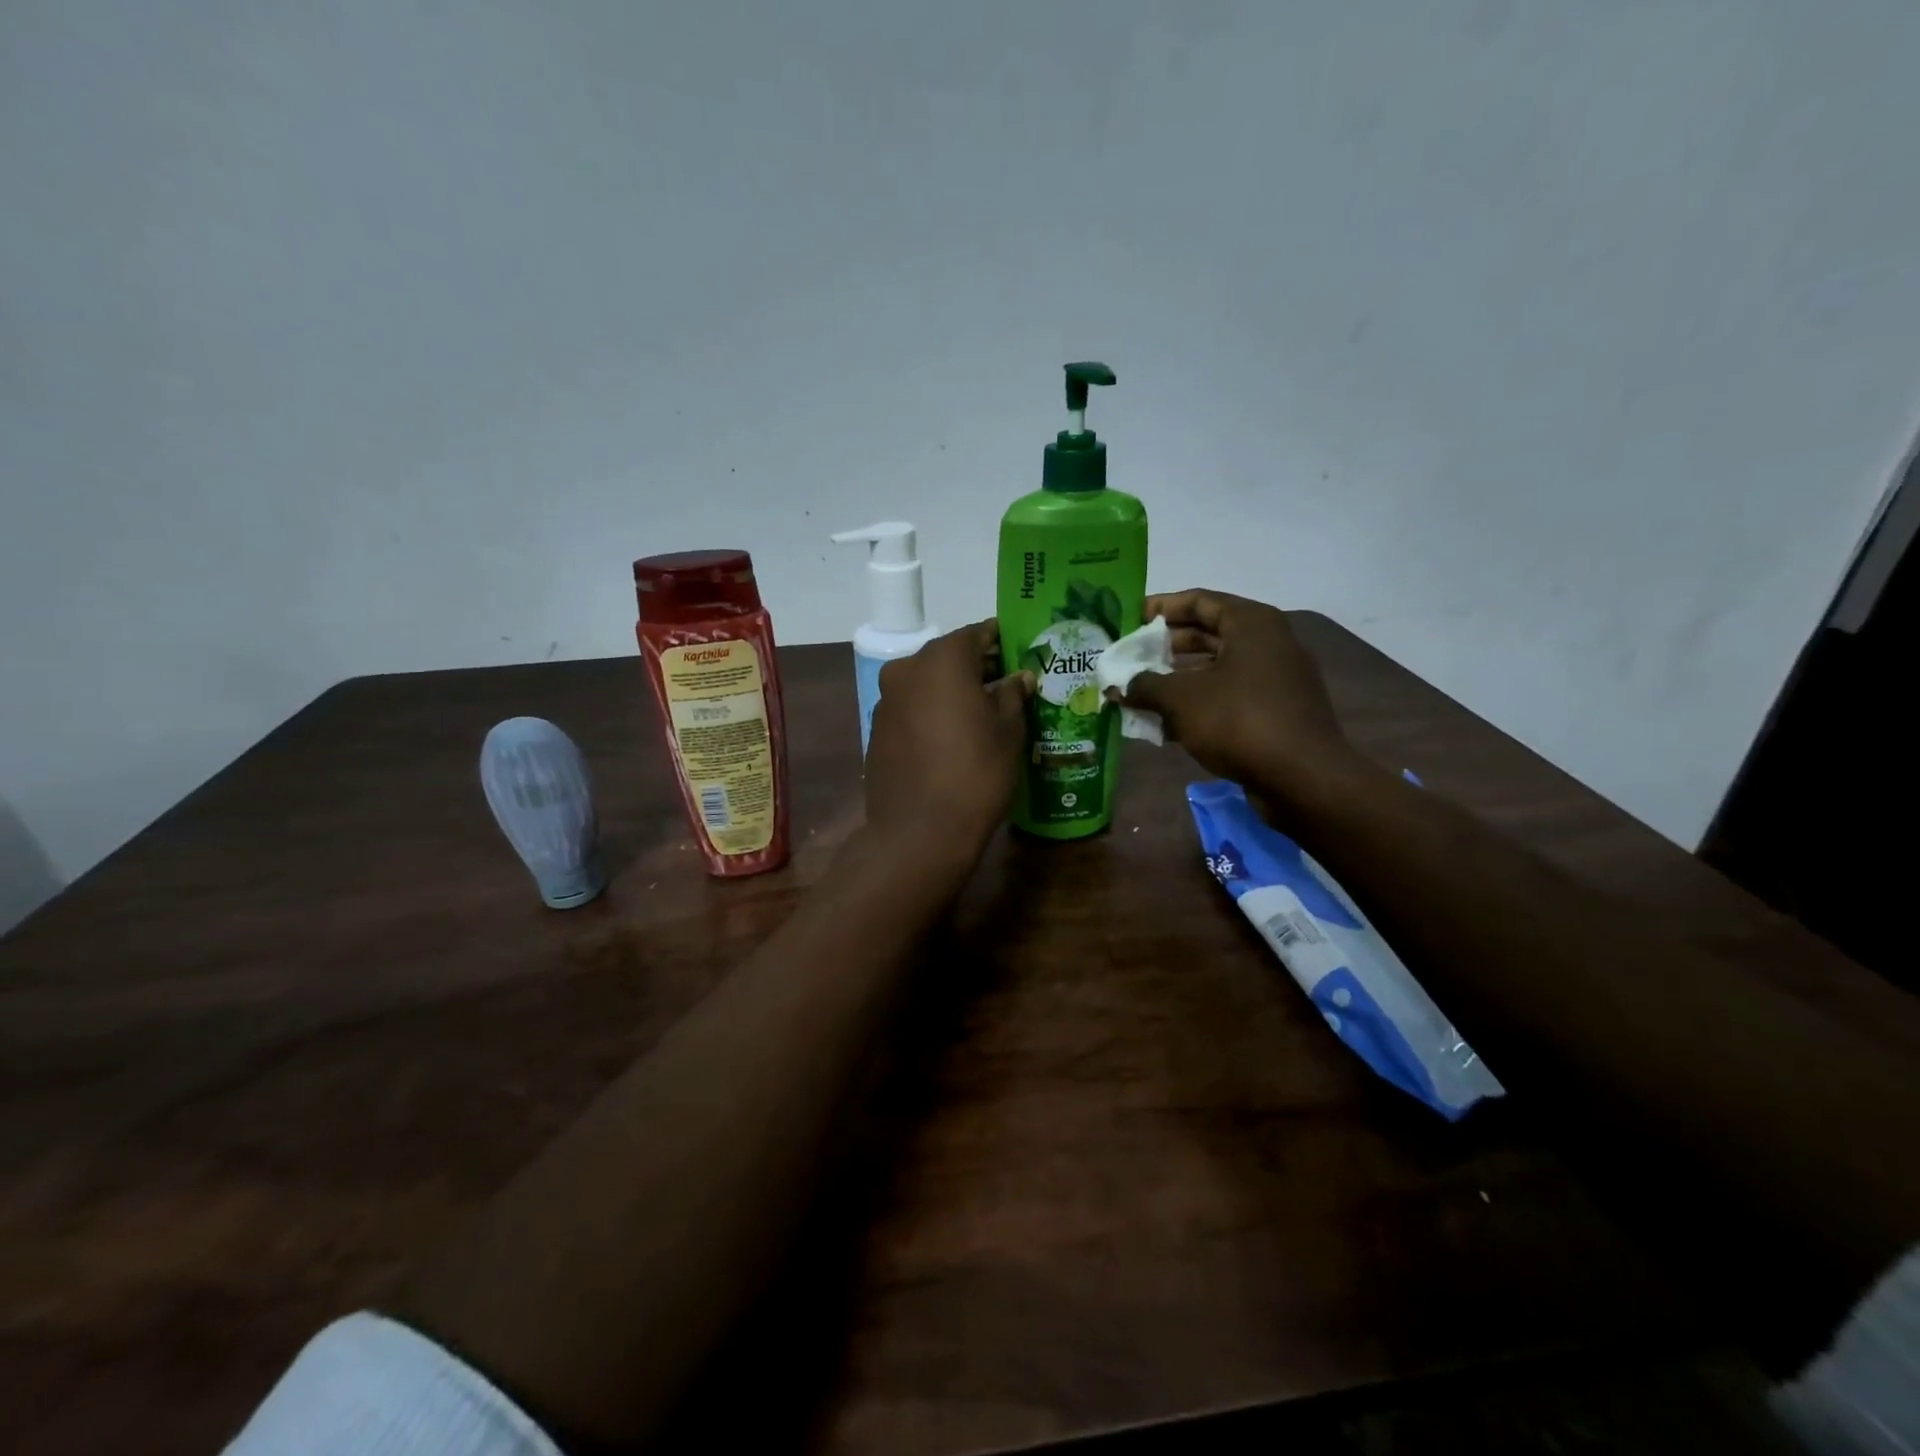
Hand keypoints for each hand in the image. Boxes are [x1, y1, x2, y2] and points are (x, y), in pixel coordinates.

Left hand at [865, 621, 1033, 859]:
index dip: (1002, 641)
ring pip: (927, 684)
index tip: (1022, 652)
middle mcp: (907, 670)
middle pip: (949, 658)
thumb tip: (1018, 677)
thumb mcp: (1009, 730)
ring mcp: (886, 701)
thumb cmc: (975, 773)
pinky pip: (912, 710)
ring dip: (952, 692)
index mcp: (942, 659)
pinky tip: (952, 739)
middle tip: (1009, 685)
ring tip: (983, 714)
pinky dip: (932, 714)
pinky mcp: (877, 731)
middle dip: (978, 667)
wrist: (919, 832)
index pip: (978, 634)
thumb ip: (1013, 694)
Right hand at [1116, 590, 1363, 799]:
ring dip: (1177, 680)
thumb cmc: (1238, 721)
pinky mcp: (1275, 711)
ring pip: (1216, 669)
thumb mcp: (1181, 699)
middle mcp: (1268, 643)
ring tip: (1139, 693)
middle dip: (1164, 648)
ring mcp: (1275, 679)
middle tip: (1130, 658)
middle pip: (1207, 634)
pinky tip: (1165, 725)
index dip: (1160, 607)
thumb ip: (1145, 686)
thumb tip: (1119, 686)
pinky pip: (1228, 697)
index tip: (1129, 620)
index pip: (1198, 600)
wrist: (1302, 778)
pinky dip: (1198, 704)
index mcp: (1251, 624)